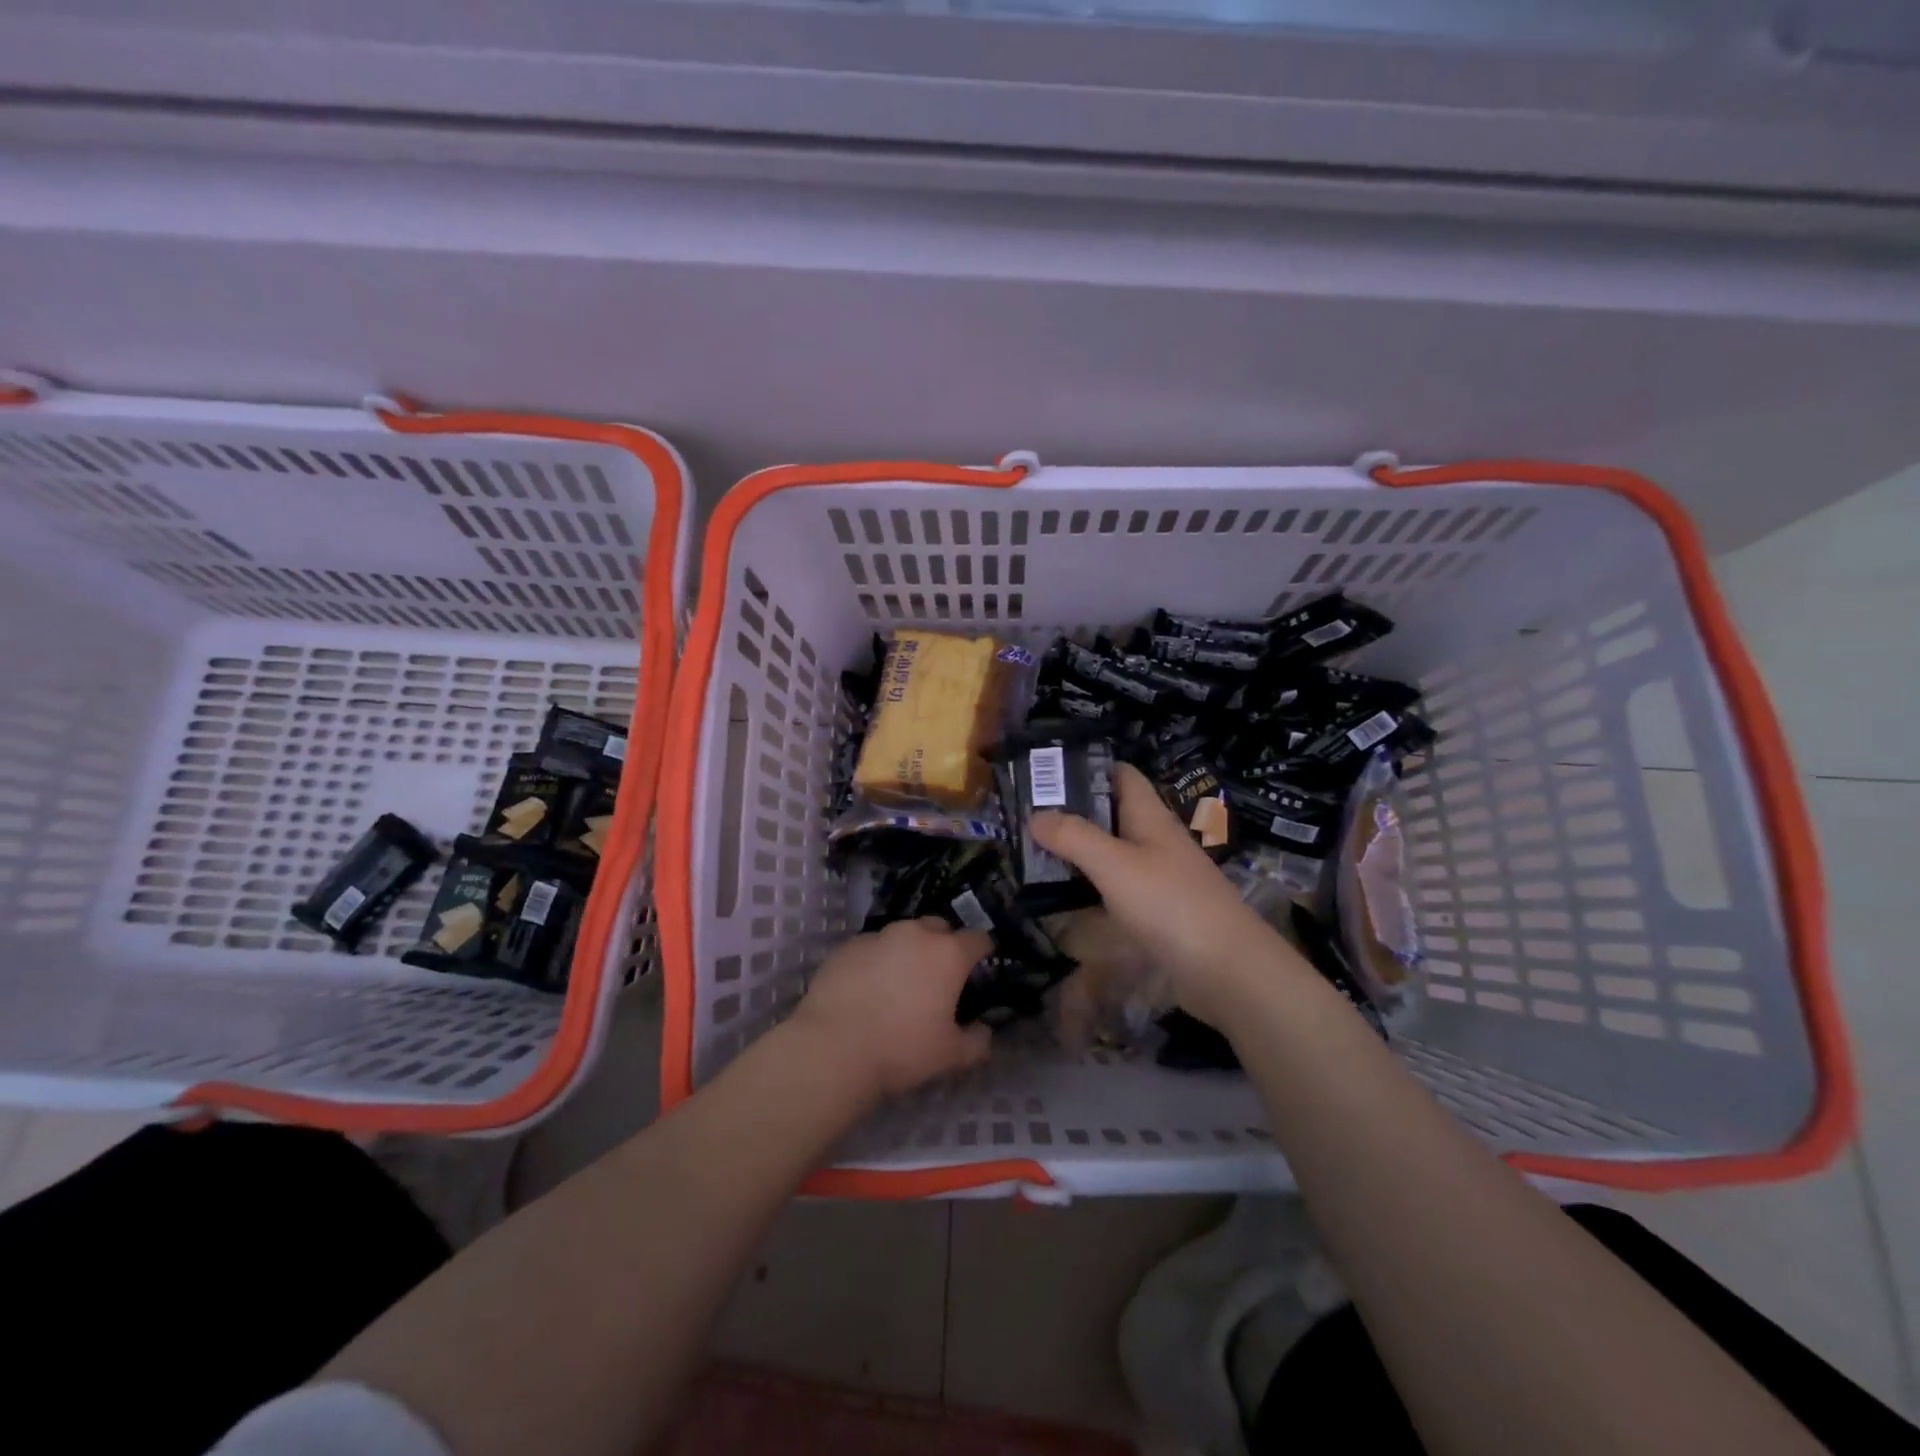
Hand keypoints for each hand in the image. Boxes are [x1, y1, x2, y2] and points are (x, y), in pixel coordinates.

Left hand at [788, 918, 994, 1101]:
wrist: (833, 1048)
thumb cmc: (902, 1049)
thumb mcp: (951, 1056)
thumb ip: (977, 1041)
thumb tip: (984, 1031)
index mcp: (948, 954)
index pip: (978, 939)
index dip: (982, 952)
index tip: (980, 968)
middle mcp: (915, 934)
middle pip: (939, 927)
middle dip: (943, 944)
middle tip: (938, 976)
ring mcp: (878, 936)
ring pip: (902, 934)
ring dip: (908, 951)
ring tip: (899, 982)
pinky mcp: (847, 946)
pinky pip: (871, 947)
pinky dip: (876, 960)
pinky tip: (866, 988)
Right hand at [1032, 763, 1306, 1026]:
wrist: (1227, 969)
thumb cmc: (1170, 904)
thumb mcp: (1115, 864)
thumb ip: (1074, 837)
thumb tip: (1034, 814)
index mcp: (1150, 817)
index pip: (1120, 775)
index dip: (1086, 767)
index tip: (1043, 773)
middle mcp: (1155, 841)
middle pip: (1111, 815)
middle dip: (1072, 813)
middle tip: (1023, 817)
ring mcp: (1158, 878)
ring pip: (1111, 854)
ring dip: (1077, 852)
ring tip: (1031, 853)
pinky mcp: (1156, 913)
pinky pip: (1115, 889)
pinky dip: (1089, 888)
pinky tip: (1061, 898)